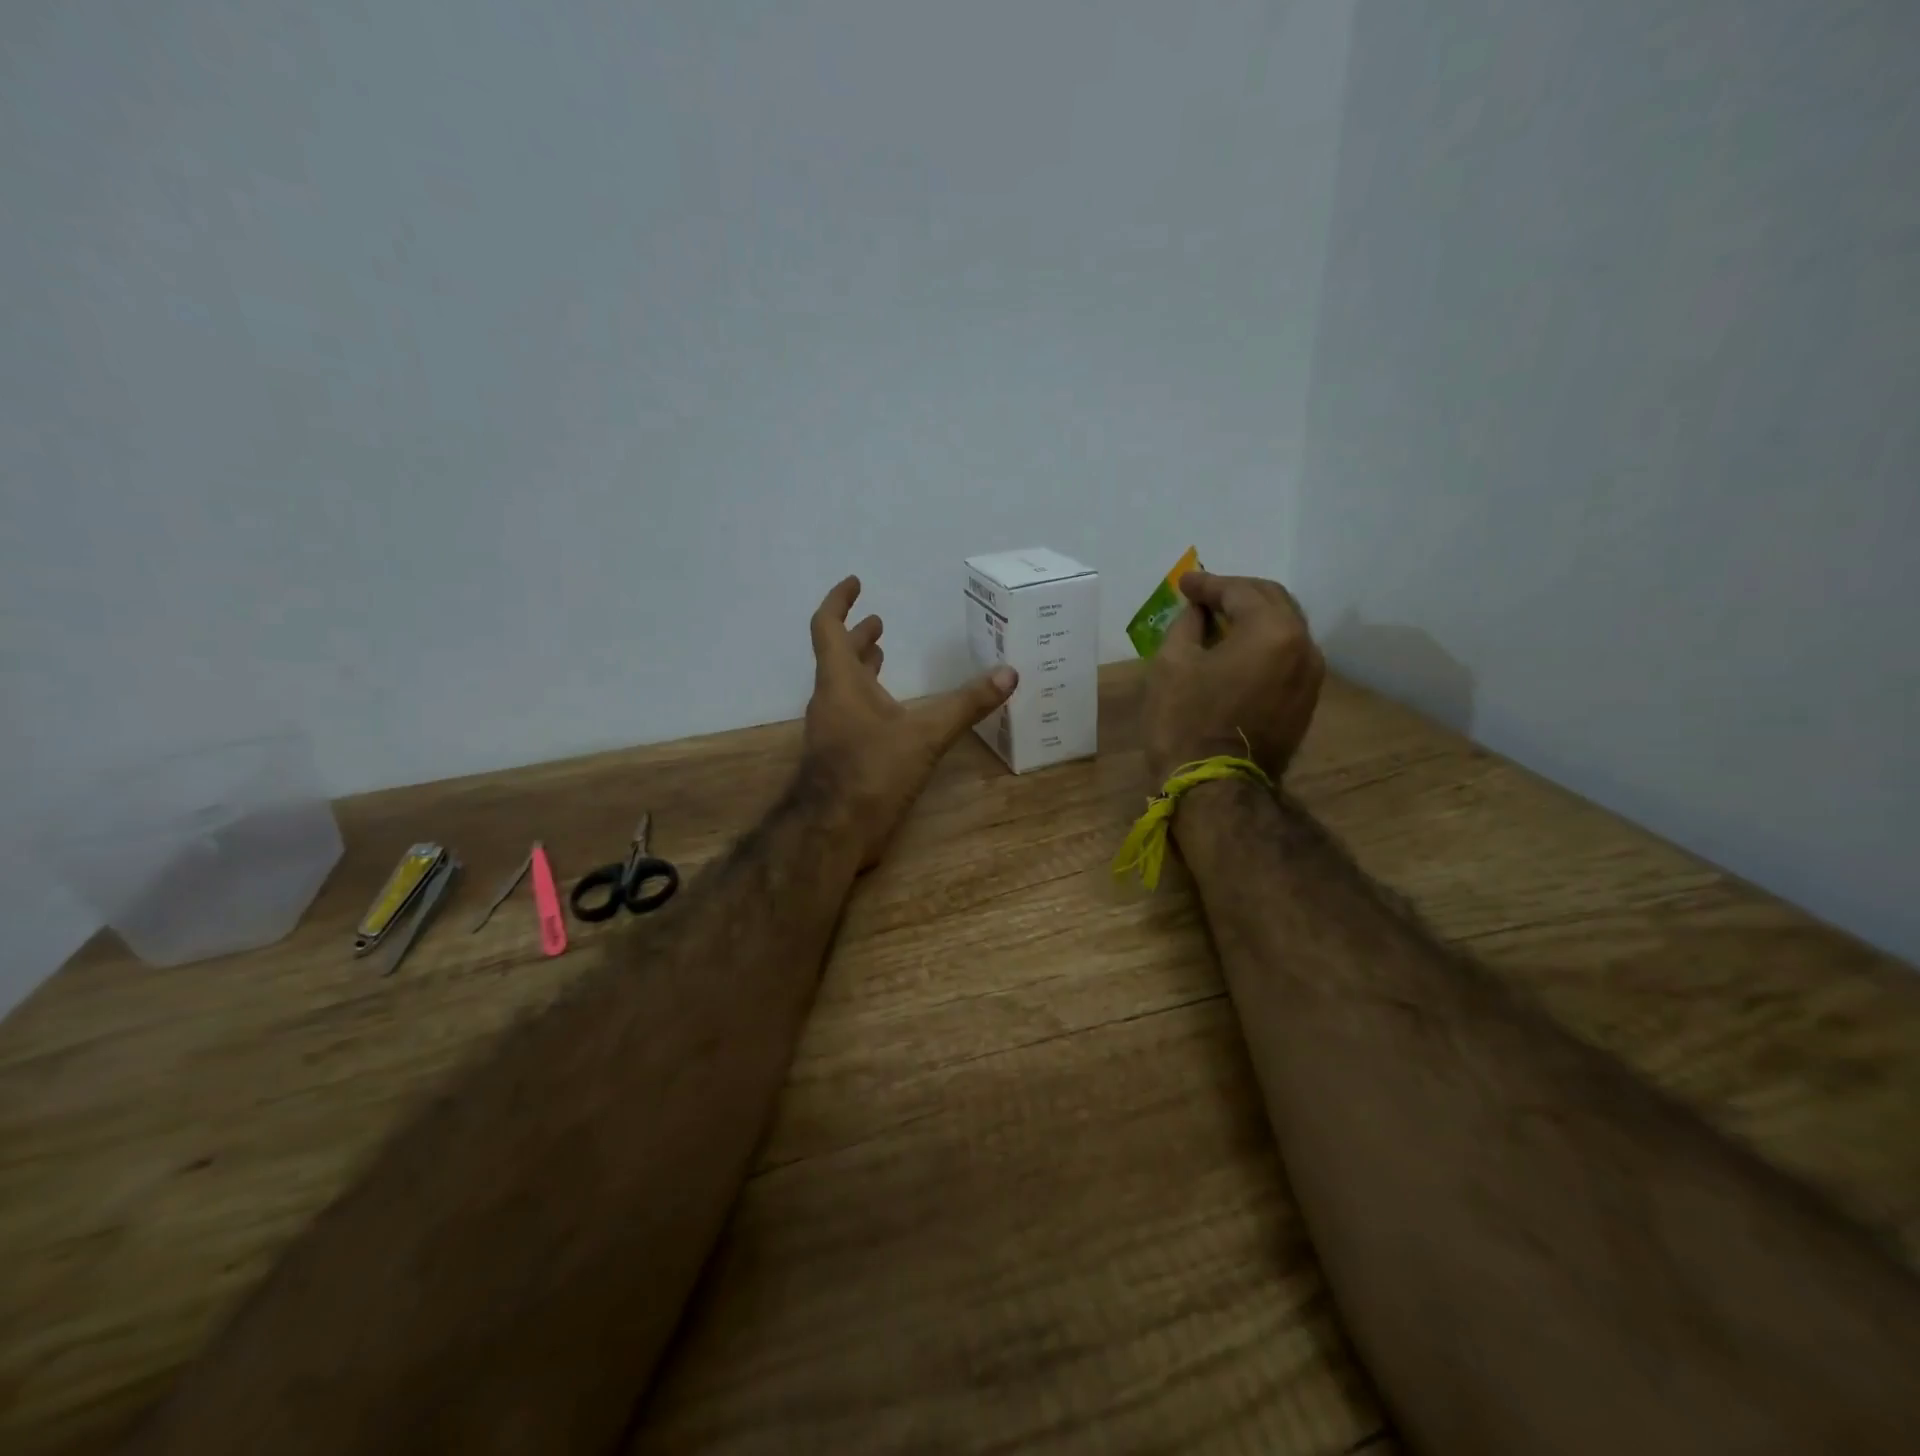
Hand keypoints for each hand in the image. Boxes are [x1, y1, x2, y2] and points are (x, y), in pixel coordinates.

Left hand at [803, 576, 1017, 868]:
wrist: (831, 832)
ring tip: (883, 657)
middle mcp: (830, 701)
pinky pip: (851, 715)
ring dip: (862, 670)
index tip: (856, 583)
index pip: (828, 627)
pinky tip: (892, 715)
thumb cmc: (871, 771)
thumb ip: (966, 704)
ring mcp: (830, 731)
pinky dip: (868, 702)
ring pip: (844, 688)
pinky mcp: (838, 758)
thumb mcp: (925, 735)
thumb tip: (1009, 673)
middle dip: (858, 637)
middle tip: (879, 623)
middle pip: (837, 657)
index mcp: (840, 682)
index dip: (839, 601)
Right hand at [1141, 571, 1324, 784]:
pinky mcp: (1305, 701)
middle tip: (1203, 596)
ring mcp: (1311, 676)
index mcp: (1273, 630)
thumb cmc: (1187, 722)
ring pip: (1283, 628)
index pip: (1240, 591)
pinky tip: (1235, 650)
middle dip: (1236, 593)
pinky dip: (1261, 644)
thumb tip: (1199, 612)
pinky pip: (1285, 656)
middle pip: (1272, 602)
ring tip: (1219, 620)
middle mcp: (1303, 645)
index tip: (1184, 583)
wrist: (1216, 789)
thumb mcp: (1173, 663)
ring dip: (1252, 618)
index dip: (1208, 584)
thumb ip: (1187, 624)